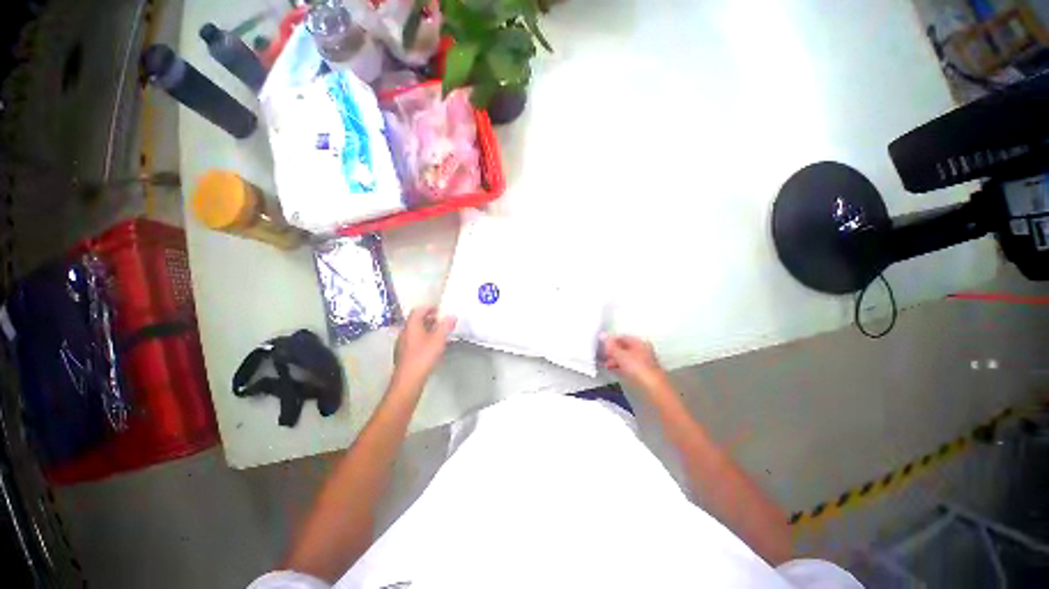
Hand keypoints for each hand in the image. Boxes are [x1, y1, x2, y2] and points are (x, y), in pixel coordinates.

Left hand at [392, 307, 456, 390]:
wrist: (408, 380)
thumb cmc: (423, 357)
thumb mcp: (439, 339)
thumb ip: (446, 326)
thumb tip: (451, 316)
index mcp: (411, 326)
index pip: (418, 311)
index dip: (429, 308)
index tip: (439, 310)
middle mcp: (404, 333)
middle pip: (416, 321)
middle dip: (429, 320)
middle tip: (441, 322)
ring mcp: (402, 344)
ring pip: (414, 332)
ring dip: (426, 330)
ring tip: (439, 335)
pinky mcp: (403, 355)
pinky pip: (413, 342)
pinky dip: (423, 340)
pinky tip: (431, 348)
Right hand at [600, 334, 667, 391]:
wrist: (653, 389)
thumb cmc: (638, 368)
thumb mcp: (621, 355)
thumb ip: (610, 346)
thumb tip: (602, 335)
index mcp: (640, 343)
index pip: (623, 337)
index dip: (611, 340)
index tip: (601, 345)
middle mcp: (643, 350)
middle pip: (624, 348)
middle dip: (612, 351)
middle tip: (602, 356)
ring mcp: (643, 362)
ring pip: (626, 358)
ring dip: (615, 360)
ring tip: (606, 365)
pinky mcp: (642, 373)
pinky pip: (628, 367)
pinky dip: (620, 367)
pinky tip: (613, 371)